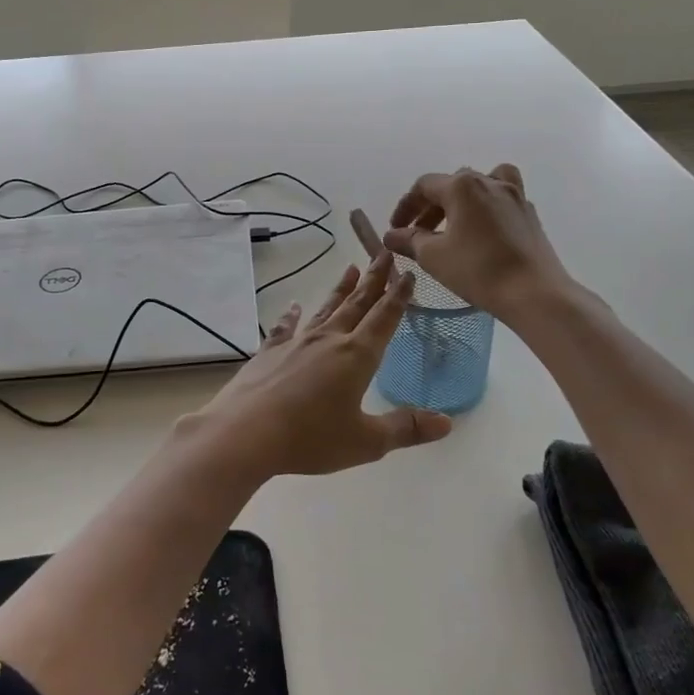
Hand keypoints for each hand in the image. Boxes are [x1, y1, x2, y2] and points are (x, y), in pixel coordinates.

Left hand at [177, 251, 452, 479]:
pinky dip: (291, 316)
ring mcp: (296, 343)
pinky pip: (284, 327)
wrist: (245, 433)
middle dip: (373, 279)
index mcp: (357, 356)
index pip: (384, 318)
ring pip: (324, 309)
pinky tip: (293, 306)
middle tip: (383, 252)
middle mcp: (328, 340)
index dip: (399, 296)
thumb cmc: (310, 438)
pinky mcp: (269, 352)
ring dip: (340, 289)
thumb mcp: (366, 442)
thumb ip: (406, 429)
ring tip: (350, 268)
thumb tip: (447, 423)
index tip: (408, 273)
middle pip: (356, 304)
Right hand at [383, 164, 578, 325]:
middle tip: (419, 233)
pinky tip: (482, 234)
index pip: (424, 186)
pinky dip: (486, 209)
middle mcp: (489, 181)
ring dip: (462, 200)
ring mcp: (514, 196)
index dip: (405, 206)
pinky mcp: (529, 214)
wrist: (534, 292)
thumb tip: (392, 235)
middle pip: (452, 184)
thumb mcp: (433, 256)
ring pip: (481, 185)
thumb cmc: (477, 269)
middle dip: (431, 206)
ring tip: (454, 224)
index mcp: (462, 186)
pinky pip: (501, 200)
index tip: (396, 229)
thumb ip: (409, 240)